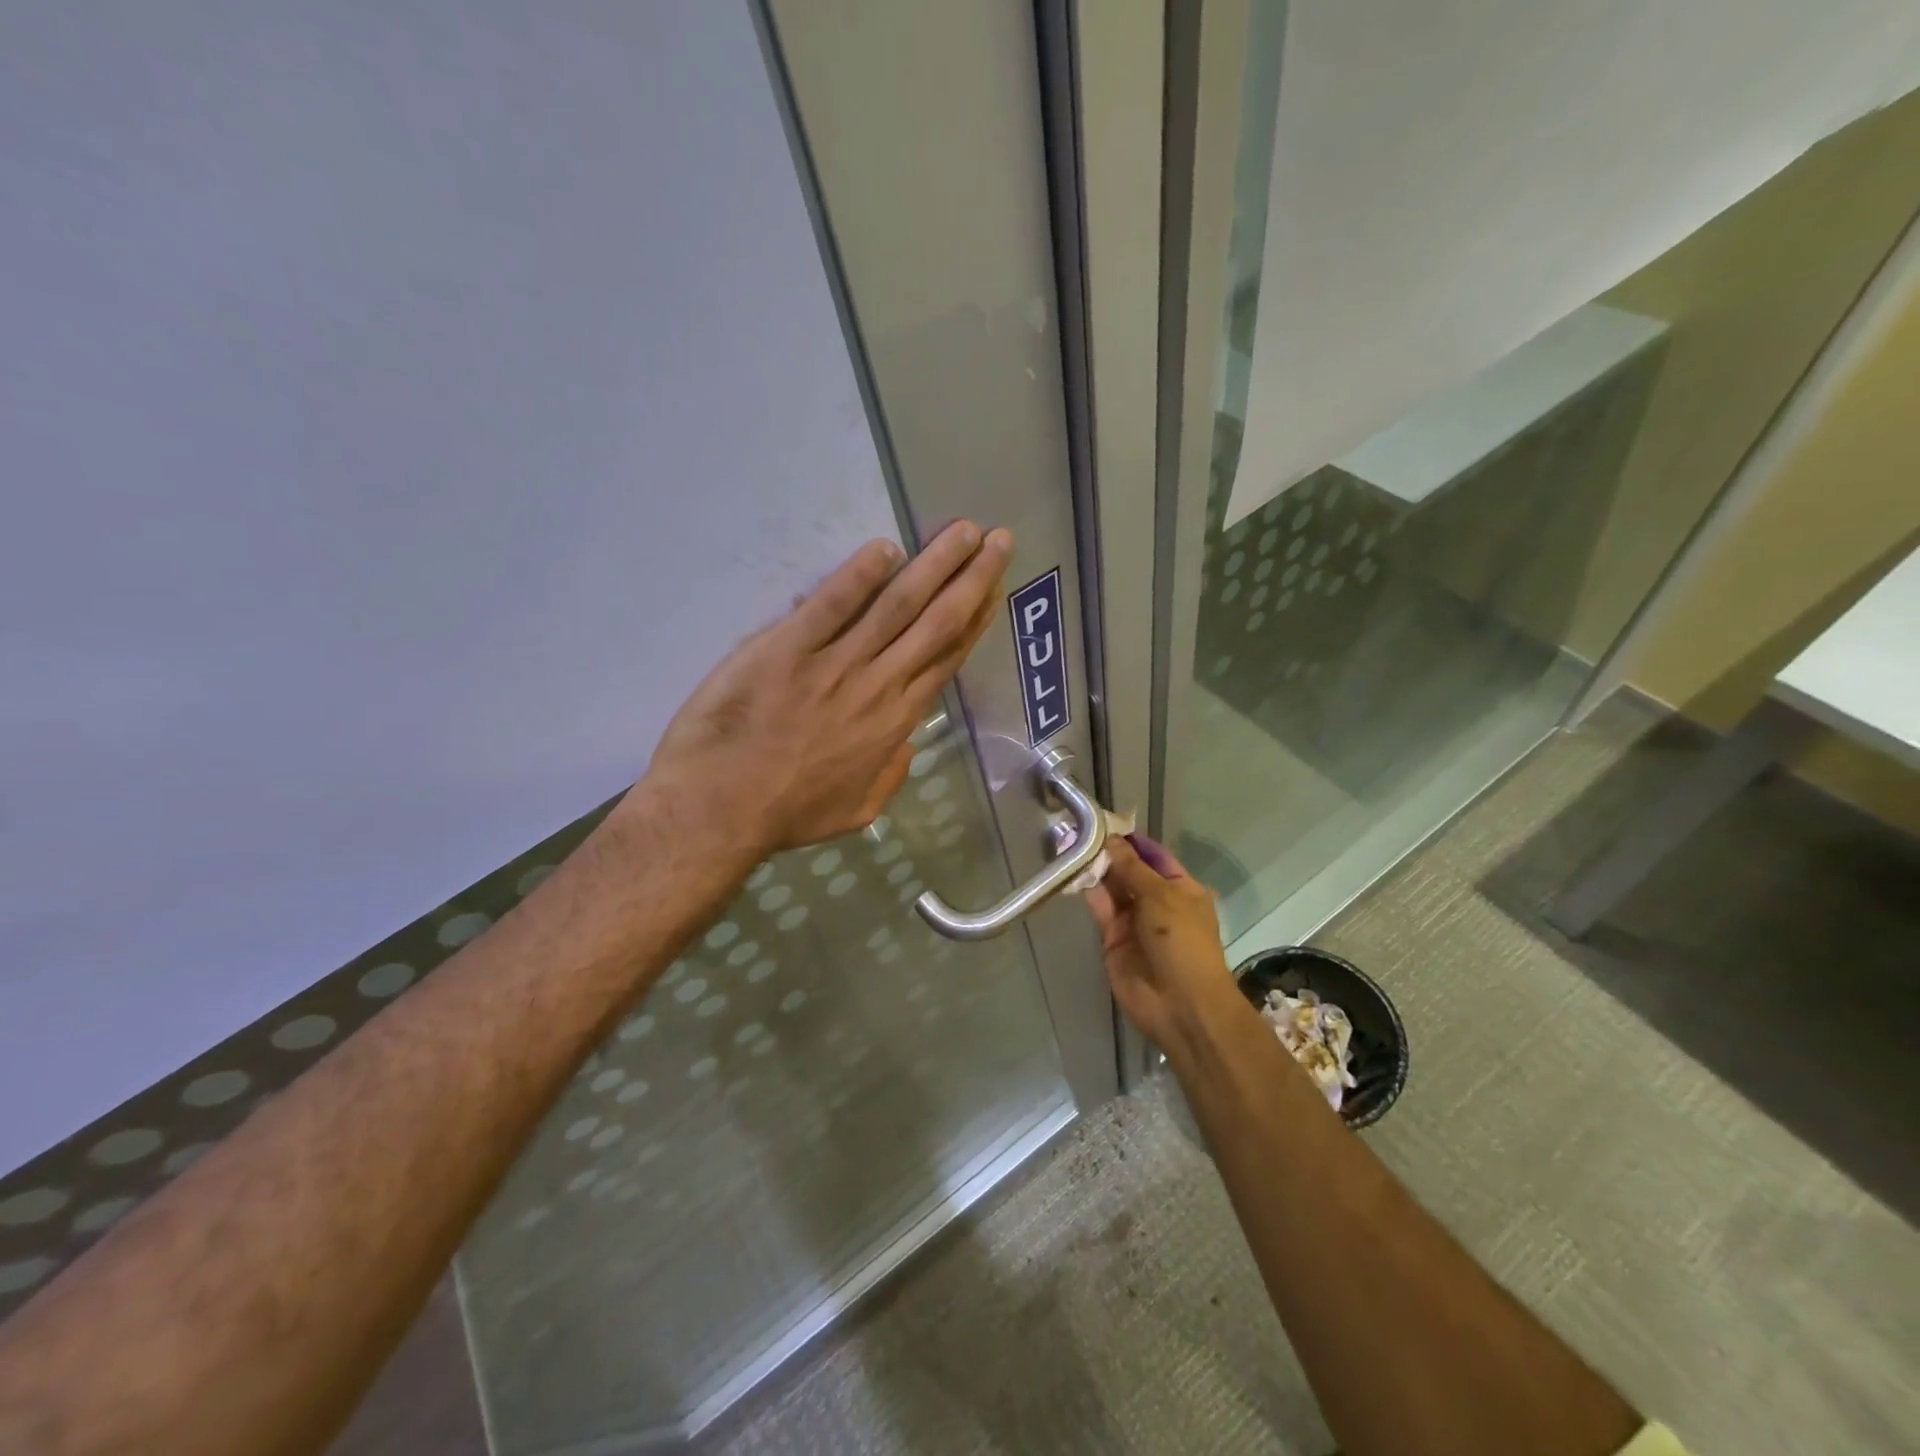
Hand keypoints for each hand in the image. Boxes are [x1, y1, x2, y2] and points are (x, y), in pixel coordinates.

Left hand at [643, 521, 1013, 854]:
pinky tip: (884, 548)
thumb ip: (890, 775)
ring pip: (897, 605)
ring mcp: (834, 663)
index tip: (994, 590)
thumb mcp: (857, 809)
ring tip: (961, 531)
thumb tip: (907, 745)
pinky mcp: (787, 647)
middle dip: (972, 579)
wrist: (720, 809)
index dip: (975, 620)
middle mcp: (878, 684)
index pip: (945, 659)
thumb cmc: (787, 813)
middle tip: (998, 539)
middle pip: (936, 623)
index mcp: (895, 721)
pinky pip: (831, 604)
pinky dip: (859, 575)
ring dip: (934, 565)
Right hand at [1086, 835, 1239, 1054]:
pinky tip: (1074, 872)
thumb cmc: (1182, 942)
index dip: (1132, 840)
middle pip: (1130, 871)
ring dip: (1096, 869)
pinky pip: (1101, 908)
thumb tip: (1111, 840)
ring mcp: (1134, 920)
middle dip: (1109, 853)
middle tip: (1080, 828)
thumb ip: (1132, 868)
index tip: (1106, 820)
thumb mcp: (1162, 897)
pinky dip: (1089, 891)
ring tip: (1072, 844)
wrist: (1179, 1004)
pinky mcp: (1113, 938)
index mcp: (1181, 889)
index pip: (1154, 856)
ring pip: (1112, 888)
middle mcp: (1157, 901)